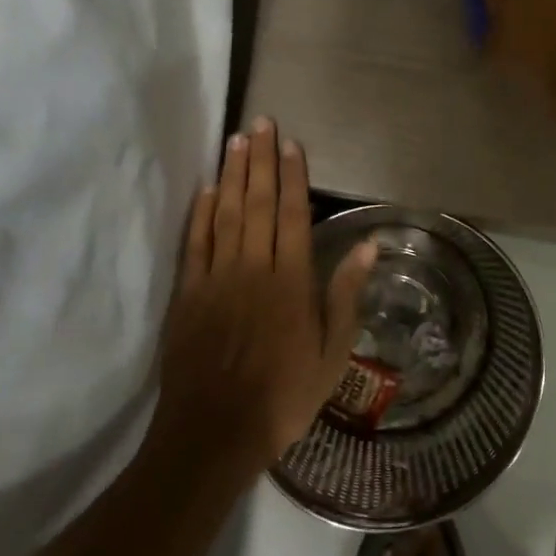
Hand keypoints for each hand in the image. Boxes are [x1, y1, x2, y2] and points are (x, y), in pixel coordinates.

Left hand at [152, 119, 377, 476]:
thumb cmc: (284, 395)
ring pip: (226, 214)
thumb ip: (346, 295)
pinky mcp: (188, 294)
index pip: (293, 214)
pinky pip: (195, 243)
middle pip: (258, 203)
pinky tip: (207, 188)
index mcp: (291, 281)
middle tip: (260, 122)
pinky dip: (201, 213)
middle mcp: (253, 269)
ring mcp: (216, 279)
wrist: (215, 433)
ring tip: (236, 140)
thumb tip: (366, 245)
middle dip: (260, 160)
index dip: (293, 175)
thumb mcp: (333, 353)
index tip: (290, 142)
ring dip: (233, 175)